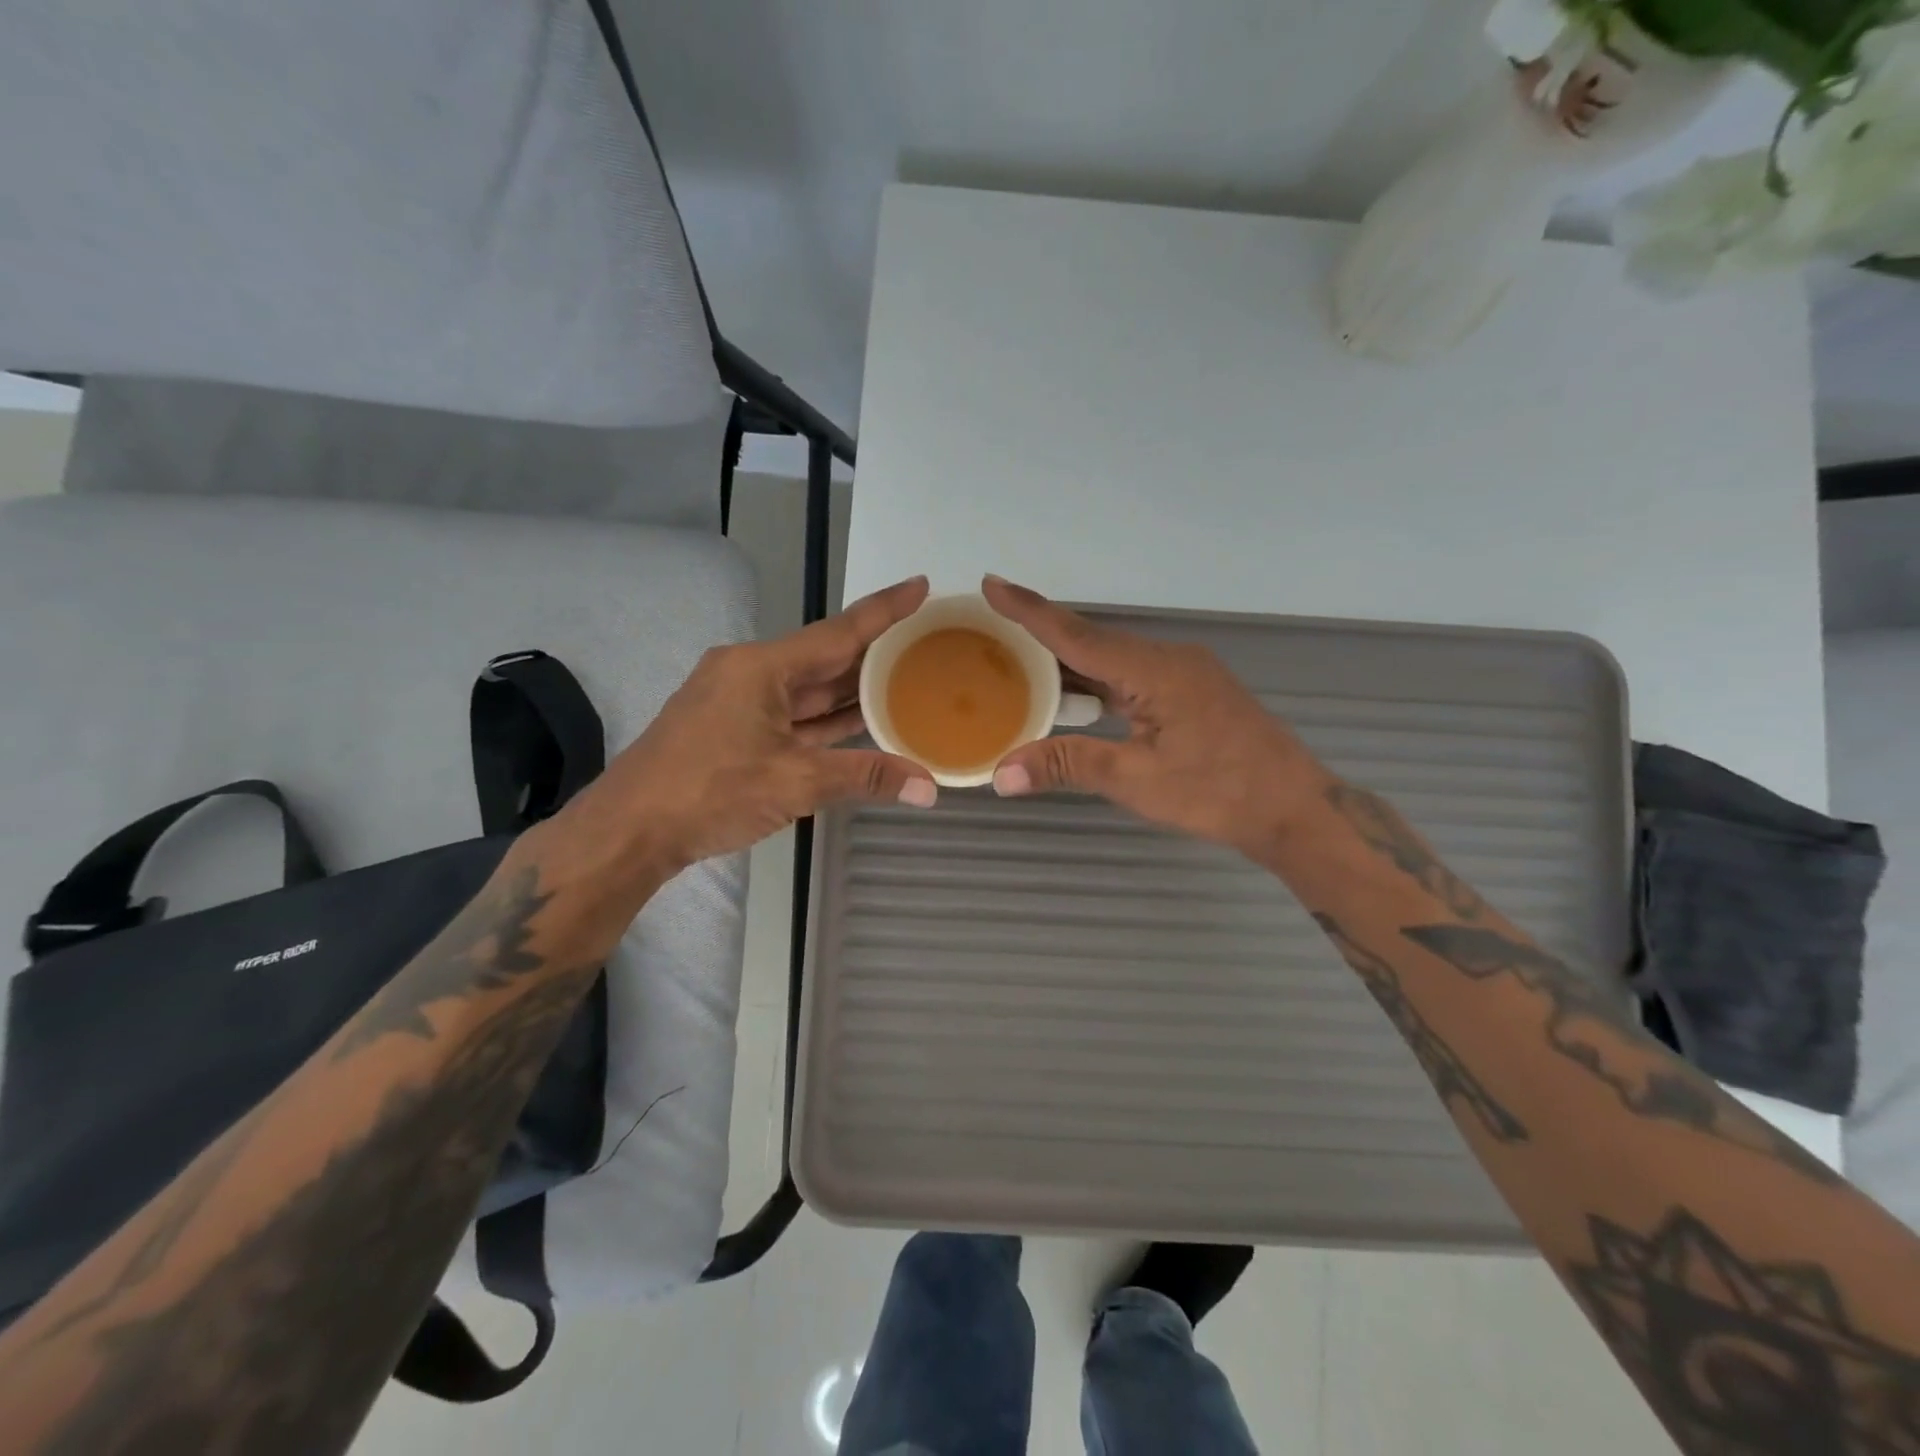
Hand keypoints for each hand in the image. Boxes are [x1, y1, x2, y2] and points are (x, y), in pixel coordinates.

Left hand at [553, 577, 939, 882]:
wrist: (629, 830)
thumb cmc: (709, 791)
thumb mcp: (795, 782)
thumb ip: (865, 777)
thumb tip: (929, 788)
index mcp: (762, 667)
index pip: (839, 631)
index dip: (884, 609)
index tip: (921, 585)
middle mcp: (751, 673)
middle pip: (826, 658)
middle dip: (874, 652)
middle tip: (925, 641)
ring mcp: (739, 702)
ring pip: (810, 689)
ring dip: (853, 688)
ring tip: (905, 678)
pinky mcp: (733, 730)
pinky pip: (794, 714)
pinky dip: (827, 718)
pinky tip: (861, 720)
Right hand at [983, 576, 1327, 859]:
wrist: (1294, 809)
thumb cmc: (1218, 792)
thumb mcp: (1136, 780)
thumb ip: (1068, 766)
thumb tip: (1001, 774)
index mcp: (1154, 669)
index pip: (1078, 635)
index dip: (1030, 610)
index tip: (991, 583)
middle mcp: (1168, 659)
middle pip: (1092, 642)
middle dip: (1041, 636)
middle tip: (990, 632)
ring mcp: (1183, 675)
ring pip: (1111, 662)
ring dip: (1068, 665)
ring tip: (1017, 666)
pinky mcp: (1191, 694)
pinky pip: (1130, 679)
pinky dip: (1096, 684)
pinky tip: (1073, 698)